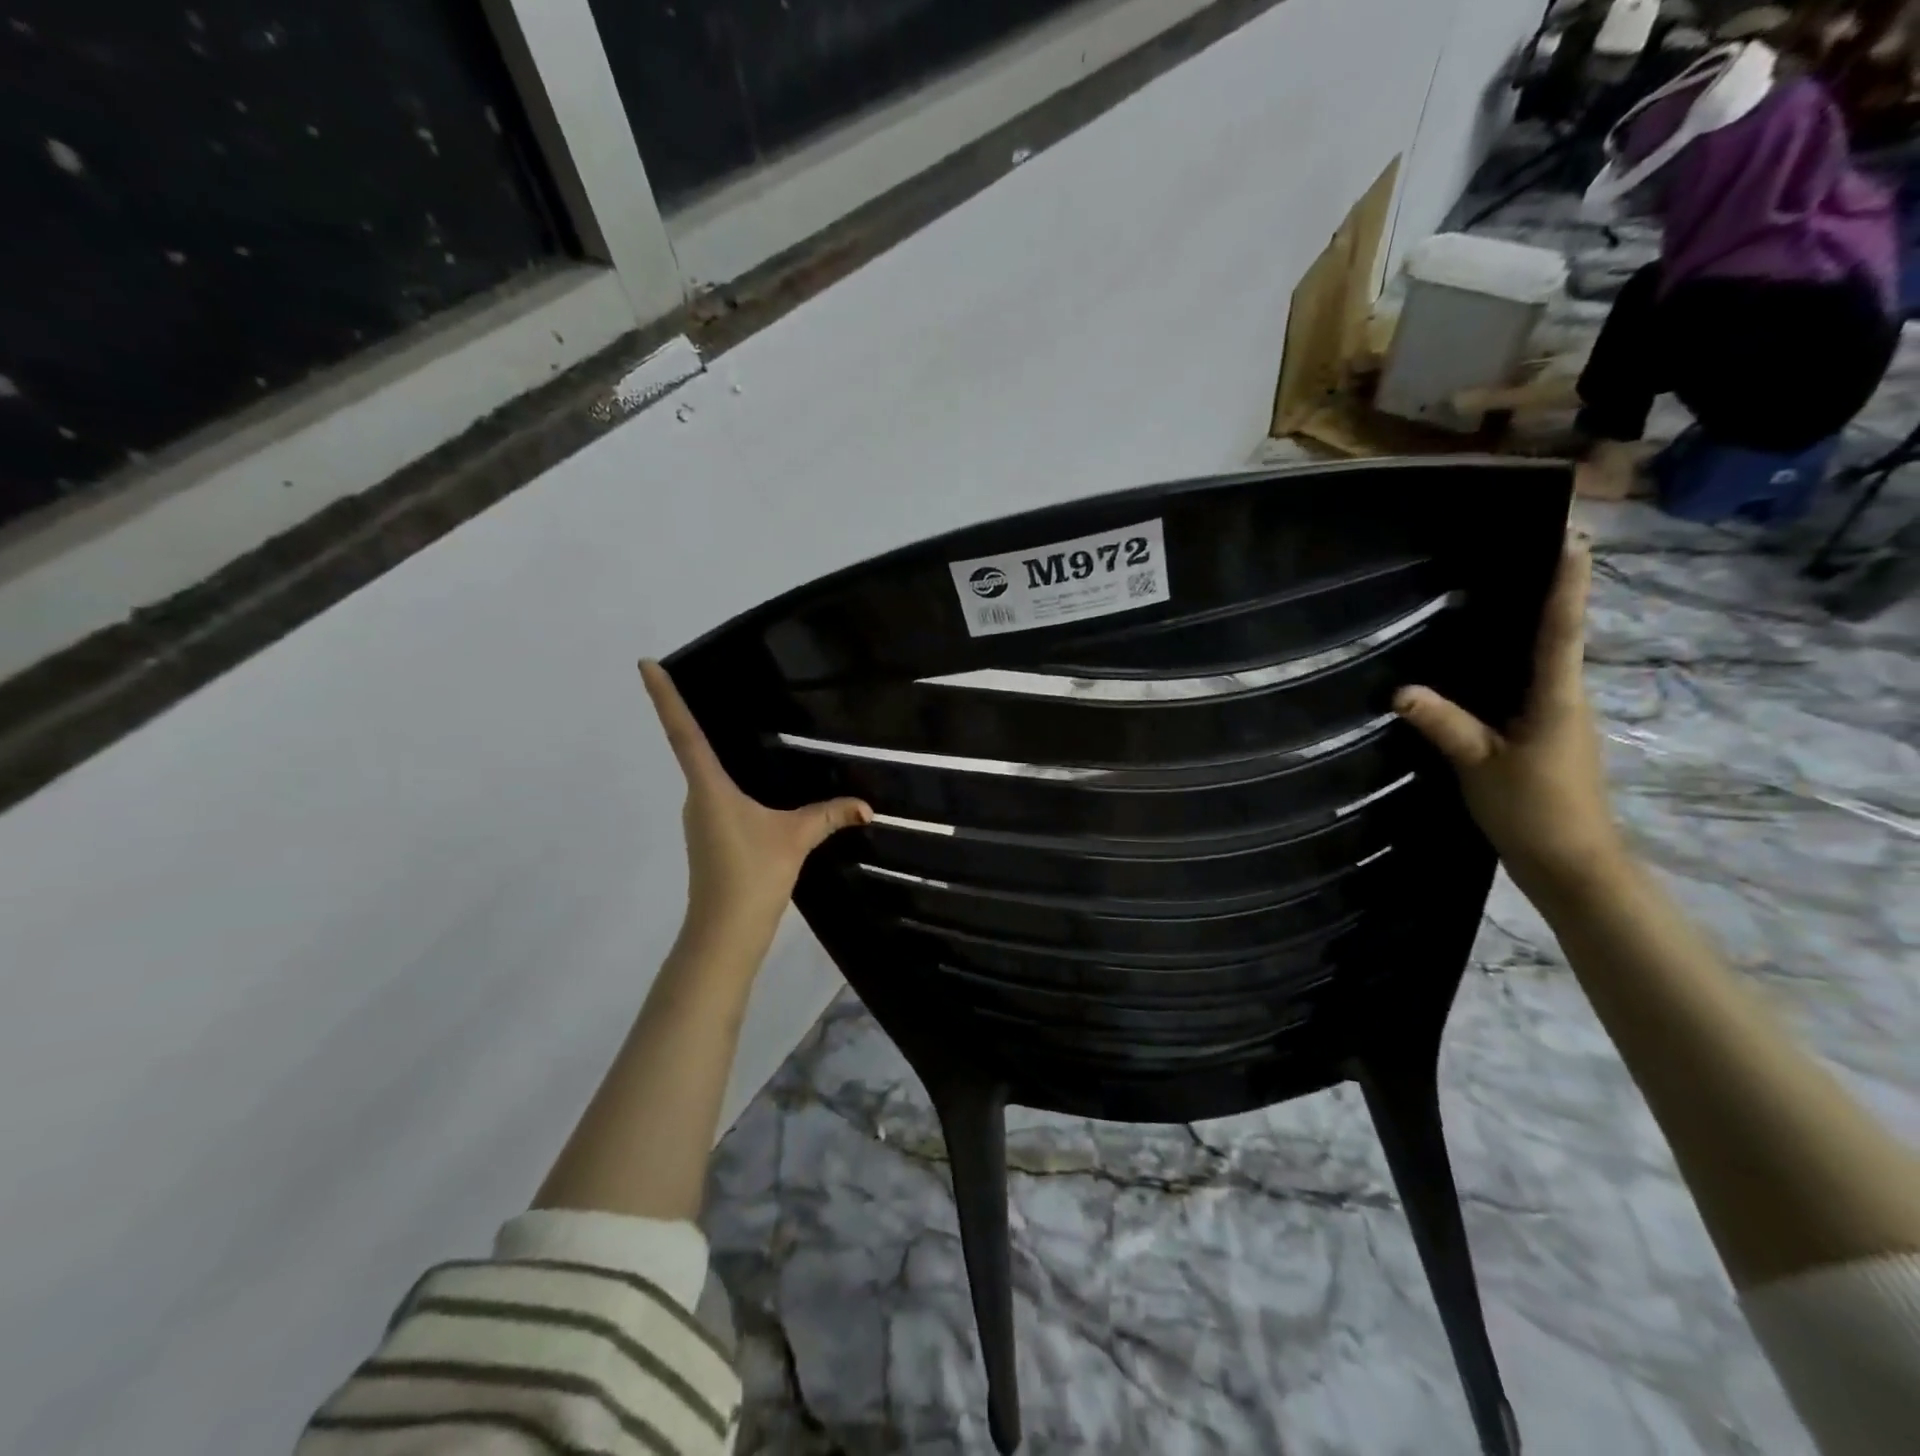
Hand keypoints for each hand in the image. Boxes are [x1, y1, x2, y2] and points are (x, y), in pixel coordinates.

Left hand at [640, 660, 870, 964]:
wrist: (725, 932)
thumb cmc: (750, 875)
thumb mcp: (796, 839)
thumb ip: (831, 816)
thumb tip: (868, 807)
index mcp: (709, 787)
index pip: (682, 731)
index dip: (664, 697)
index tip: (645, 663)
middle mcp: (697, 797)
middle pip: (692, 748)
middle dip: (696, 716)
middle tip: (714, 682)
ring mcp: (700, 818)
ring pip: (707, 776)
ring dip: (717, 753)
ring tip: (742, 728)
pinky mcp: (709, 836)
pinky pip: (718, 795)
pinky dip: (730, 780)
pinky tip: (756, 784)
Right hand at [1393, 537, 1625, 897]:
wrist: (1570, 864)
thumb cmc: (1535, 810)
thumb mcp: (1481, 766)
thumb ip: (1445, 725)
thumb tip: (1399, 689)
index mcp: (1557, 697)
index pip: (1562, 629)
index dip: (1566, 583)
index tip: (1572, 538)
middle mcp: (1563, 698)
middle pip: (1557, 635)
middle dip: (1547, 592)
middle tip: (1522, 549)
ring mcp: (1555, 719)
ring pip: (1539, 661)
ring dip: (1526, 626)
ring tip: (1494, 592)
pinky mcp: (1540, 736)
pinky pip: (1522, 686)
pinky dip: (1507, 663)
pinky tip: (1474, 661)